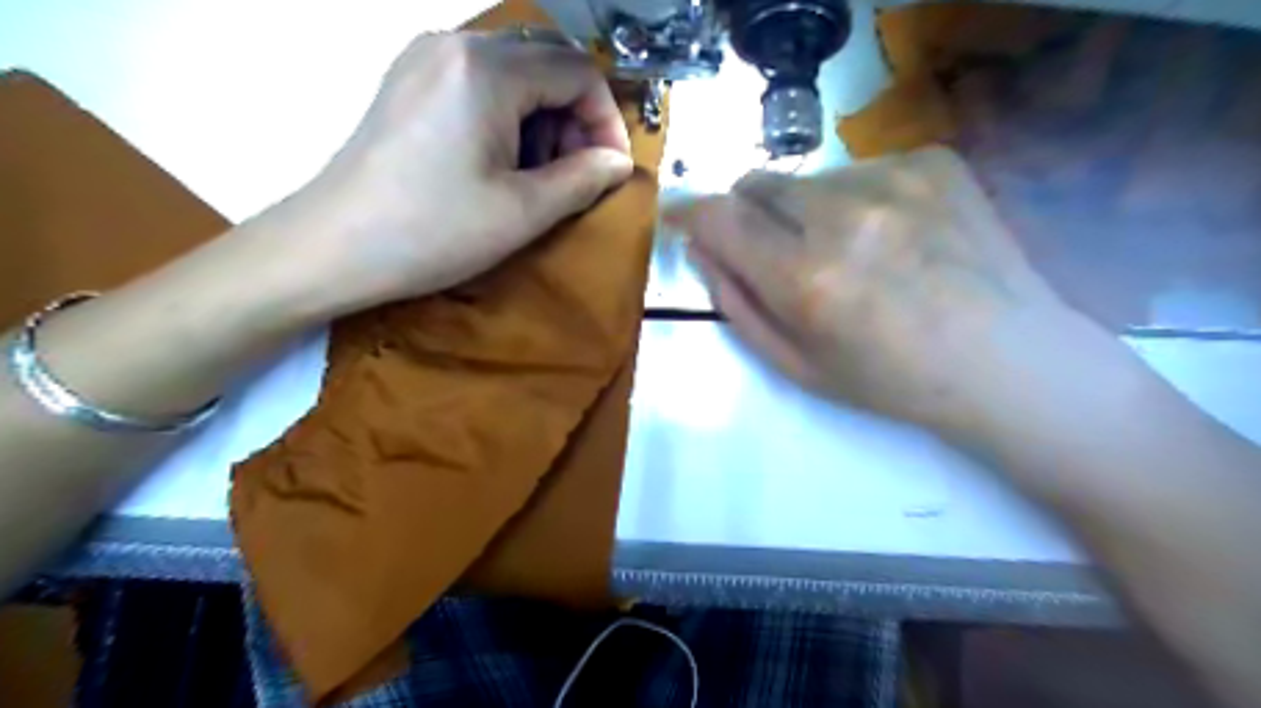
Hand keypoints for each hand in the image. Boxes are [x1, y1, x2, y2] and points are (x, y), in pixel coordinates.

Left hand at [251, 30, 636, 316]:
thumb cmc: (434, 231)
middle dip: (576, 116)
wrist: (334, 247)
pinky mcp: (409, 81)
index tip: (610, 169)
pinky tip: (501, 160)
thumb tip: (618, 163)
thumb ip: (583, 180)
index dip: (606, 120)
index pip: (578, 71)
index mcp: (487, 68)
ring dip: (544, 118)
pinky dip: (509, 115)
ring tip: (538, 175)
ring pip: (515, 71)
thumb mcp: (522, 212)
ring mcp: (425, 58)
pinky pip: (480, 82)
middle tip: (577, 173)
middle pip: (548, 61)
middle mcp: (456, 43)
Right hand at [663, 147, 1088, 440]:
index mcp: (807, 277)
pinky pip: (860, 170)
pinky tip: (896, 238)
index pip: (719, 217)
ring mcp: (895, 179)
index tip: (684, 219)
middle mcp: (845, 215)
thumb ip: (737, 304)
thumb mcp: (797, 365)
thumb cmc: (891, 380)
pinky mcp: (933, 161)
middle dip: (752, 215)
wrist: (1008, 361)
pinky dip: (858, 200)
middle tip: (783, 253)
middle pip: (758, 184)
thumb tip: (701, 248)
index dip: (691, 214)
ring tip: (853, 254)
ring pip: (809, 179)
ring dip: (808, 210)